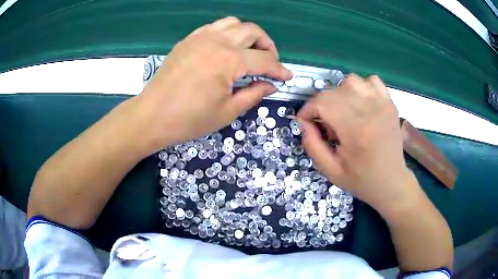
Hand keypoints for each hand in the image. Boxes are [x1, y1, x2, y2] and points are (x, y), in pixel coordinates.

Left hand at [138, 17, 292, 149]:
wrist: (152, 116)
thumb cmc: (189, 119)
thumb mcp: (227, 111)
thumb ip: (254, 94)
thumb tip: (270, 85)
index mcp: (229, 60)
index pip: (264, 60)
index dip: (279, 69)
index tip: (287, 77)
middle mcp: (217, 41)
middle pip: (253, 31)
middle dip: (267, 46)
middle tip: (269, 63)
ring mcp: (200, 37)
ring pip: (234, 23)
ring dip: (248, 35)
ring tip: (249, 52)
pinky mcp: (188, 40)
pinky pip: (214, 27)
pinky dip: (227, 33)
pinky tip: (226, 48)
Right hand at [297, 74, 418, 209]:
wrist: (391, 182)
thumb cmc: (361, 180)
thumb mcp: (330, 170)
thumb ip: (312, 145)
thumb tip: (304, 123)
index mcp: (355, 130)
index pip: (323, 102)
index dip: (308, 110)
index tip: (306, 122)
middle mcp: (370, 110)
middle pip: (334, 90)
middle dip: (322, 105)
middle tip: (326, 125)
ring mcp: (383, 104)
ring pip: (352, 80)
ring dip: (340, 93)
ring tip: (343, 112)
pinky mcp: (390, 103)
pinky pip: (371, 80)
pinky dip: (361, 87)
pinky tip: (361, 103)